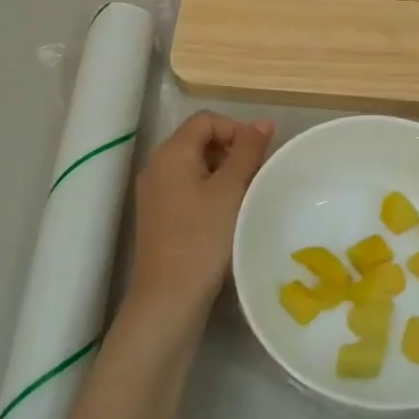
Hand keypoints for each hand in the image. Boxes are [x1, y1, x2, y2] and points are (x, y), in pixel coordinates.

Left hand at [127, 110, 274, 326]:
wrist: (168, 298)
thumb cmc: (202, 238)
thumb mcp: (231, 190)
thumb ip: (248, 151)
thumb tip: (263, 121)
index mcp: (171, 152)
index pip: (206, 120)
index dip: (236, 129)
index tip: (259, 156)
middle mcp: (157, 166)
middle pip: (199, 140)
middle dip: (232, 151)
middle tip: (256, 177)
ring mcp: (155, 193)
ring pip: (195, 166)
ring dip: (224, 174)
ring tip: (246, 197)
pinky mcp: (159, 217)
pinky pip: (188, 189)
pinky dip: (210, 192)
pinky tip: (228, 215)